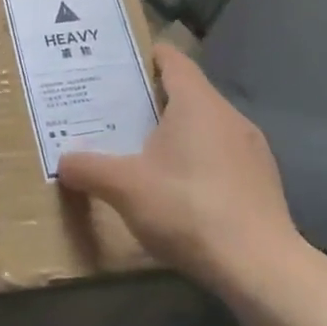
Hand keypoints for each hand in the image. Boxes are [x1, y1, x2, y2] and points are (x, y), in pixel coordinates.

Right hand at [57, 45, 305, 293]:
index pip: (172, 59)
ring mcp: (252, 149)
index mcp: (197, 102)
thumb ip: (88, 168)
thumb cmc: (188, 209)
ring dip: (177, 133)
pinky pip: (223, 155)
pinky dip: (199, 161)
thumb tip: (63, 162)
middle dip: (153, 99)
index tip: (118, 65)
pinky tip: (180, 190)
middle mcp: (229, 115)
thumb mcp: (124, 188)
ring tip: (143, 151)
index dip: (145, 56)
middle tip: (116, 112)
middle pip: (187, 92)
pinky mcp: (263, 181)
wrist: (260, 268)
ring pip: (206, 126)